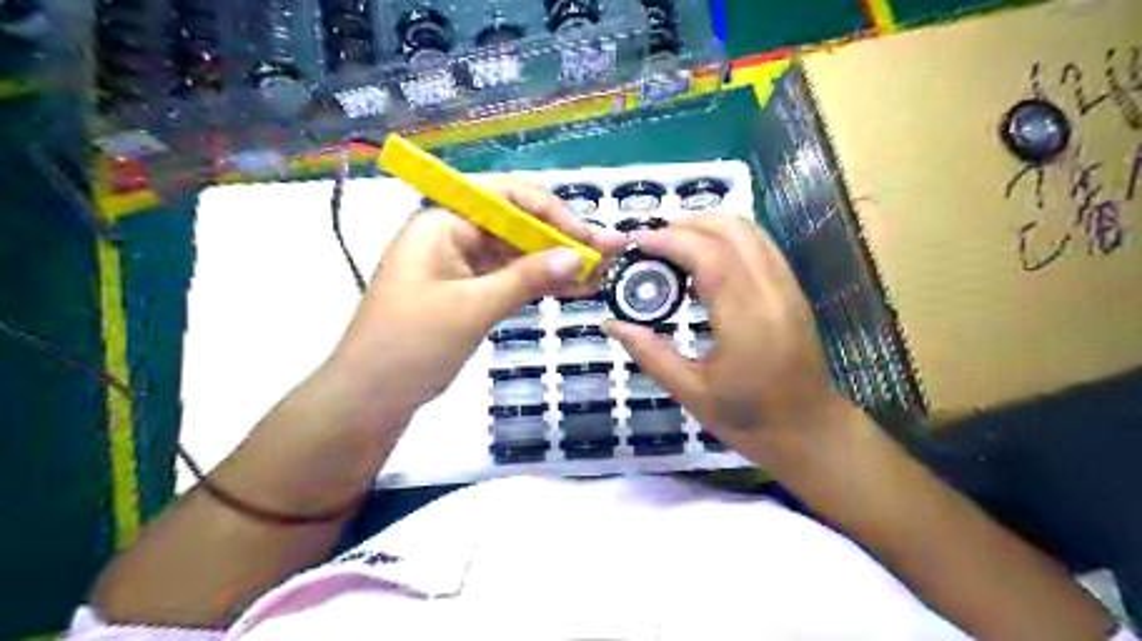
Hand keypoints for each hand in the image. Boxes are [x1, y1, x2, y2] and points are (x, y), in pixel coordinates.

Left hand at [331, 175, 621, 414]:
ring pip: (517, 255)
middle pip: (516, 226)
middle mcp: (453, 236)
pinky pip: (510, 280)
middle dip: (563, 238)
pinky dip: (540, 284)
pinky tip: (575, 287)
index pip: (504, 197)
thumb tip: (578, 256)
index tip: (585, 235)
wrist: (369, 399)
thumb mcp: (473, 308)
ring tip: (603, 270)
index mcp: (442, 223)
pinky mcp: (467, 293)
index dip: (550, 211)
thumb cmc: (411, 345)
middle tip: (609, 251)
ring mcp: (461, 266)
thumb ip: (526, 278)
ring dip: (557, 262)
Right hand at [606, 214, 846, 465]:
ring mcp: (788, 288)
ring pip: (750, 231)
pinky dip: (728, 239)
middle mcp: (772, 292)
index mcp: (745, 320)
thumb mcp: (691, 392)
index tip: (636, 242)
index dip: (669, 240)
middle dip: (687, 224)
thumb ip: (650, 353)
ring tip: (673, 244)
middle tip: (652, 241)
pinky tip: (703, 260)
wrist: (808, 431)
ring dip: (708, 225)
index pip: (708, 255)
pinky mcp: (793, 291)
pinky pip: (760, 246)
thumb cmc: (748, 418)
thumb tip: (611, 324)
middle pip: (732, 230)